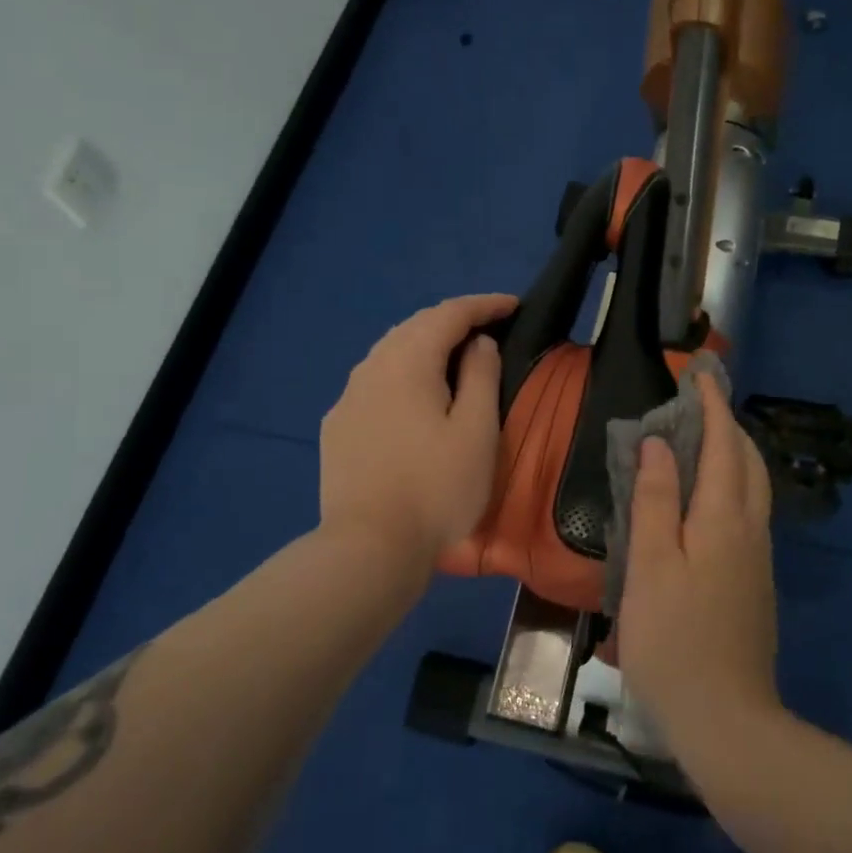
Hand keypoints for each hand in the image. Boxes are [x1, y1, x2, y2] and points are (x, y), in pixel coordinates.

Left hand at [319, 292, 516, 573]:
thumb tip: (478, 344)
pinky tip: (414, 396)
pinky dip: (402, 373)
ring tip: (454, 357)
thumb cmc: (436, 488)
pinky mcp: (337, 426)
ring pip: (390, 353)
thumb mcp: (476, 431)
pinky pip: (375, 382)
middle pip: (415, 327)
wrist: (369, 547)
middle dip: (453, 320)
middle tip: (488, 328)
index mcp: (408, 361)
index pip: (449, 314)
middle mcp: (371, 367)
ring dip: (425, 346)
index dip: (484, 305)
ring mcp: (348, 398)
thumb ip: (481, 376)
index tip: (514, 305)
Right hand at [618, 373, 780, 751]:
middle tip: (696, 407)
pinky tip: (705, 502)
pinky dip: (731, 486)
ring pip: (754, 488)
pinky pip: (748, 513)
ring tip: (699, 444)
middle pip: (749, 461)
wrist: (727, 718)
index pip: (723, 444)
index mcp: (724, 518)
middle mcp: (750, 530)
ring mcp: (759, 559)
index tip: (698, 375)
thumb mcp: (650, 565)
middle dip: (727, 425)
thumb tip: (658, 444)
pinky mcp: (755, 583)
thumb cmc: (673, 638)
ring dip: (732, 455)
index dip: (711, 406)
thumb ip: (654, 500)